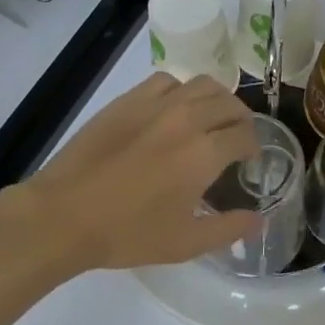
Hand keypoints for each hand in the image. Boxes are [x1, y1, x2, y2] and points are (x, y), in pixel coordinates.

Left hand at [18, 73, 260, 272]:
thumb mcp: (186, 243)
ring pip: (202, 84)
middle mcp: (187, 120)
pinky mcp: (127, 101)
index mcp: (205, 154)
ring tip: (210, 119)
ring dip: (216, 99)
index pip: (245, 134)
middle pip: (230, 104)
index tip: (248, 161)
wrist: (64, 215)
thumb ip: (229, 229)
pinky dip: (181, 91)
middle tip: (235, 140)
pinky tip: (173, 110)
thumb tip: (260, 220)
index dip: (253, 147)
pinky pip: (166, 82)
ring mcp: (155, 105)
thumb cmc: (128, 233)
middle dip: (241, 121)